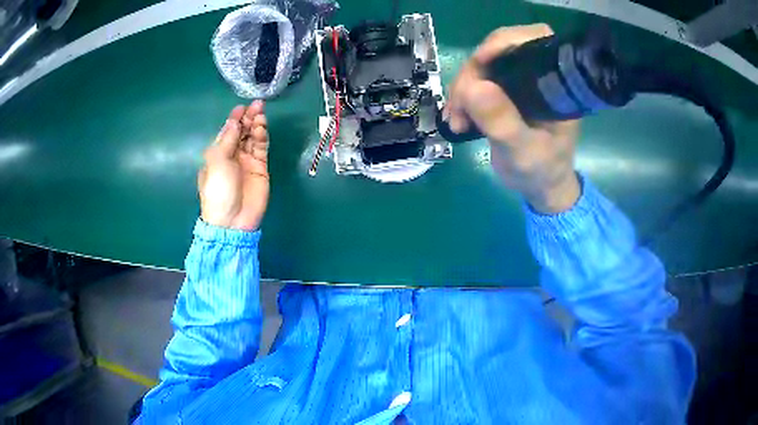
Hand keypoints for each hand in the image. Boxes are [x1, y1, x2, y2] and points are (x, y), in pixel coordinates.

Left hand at [198, 100, 269, 230]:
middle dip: (248, 118)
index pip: (228, 131)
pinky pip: (261, 147)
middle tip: (257, 105)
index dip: (234, 119)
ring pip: (252, 137)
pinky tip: (263, 126)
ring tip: (261, 112)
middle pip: (242, 131)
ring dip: (256, 124)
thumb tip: (234, 121)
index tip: (242, 107)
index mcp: (218, 153)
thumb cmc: (218, 190)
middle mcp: (232, 154)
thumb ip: (227, 139)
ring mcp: (247, 160)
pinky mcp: (261, 167)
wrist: (233, 220)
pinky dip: (262, 136)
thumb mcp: (216, 161)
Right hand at [444, 24, 580, 213]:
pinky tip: (456, 117)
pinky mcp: (506, 91)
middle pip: (500, 50)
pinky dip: (462, 96)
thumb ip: (503, 122)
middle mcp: (538, 75)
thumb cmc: (541, 171)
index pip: (533, 40)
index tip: (479, 63)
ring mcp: (520, 81)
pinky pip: (477, 81)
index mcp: (555, 84)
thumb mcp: (523, 152)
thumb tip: (473, 87)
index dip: (503, 42)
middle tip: (460, 106)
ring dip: (463, 88)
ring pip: (483, 66)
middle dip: (474, 73)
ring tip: (456, 120)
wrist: (540, 187)